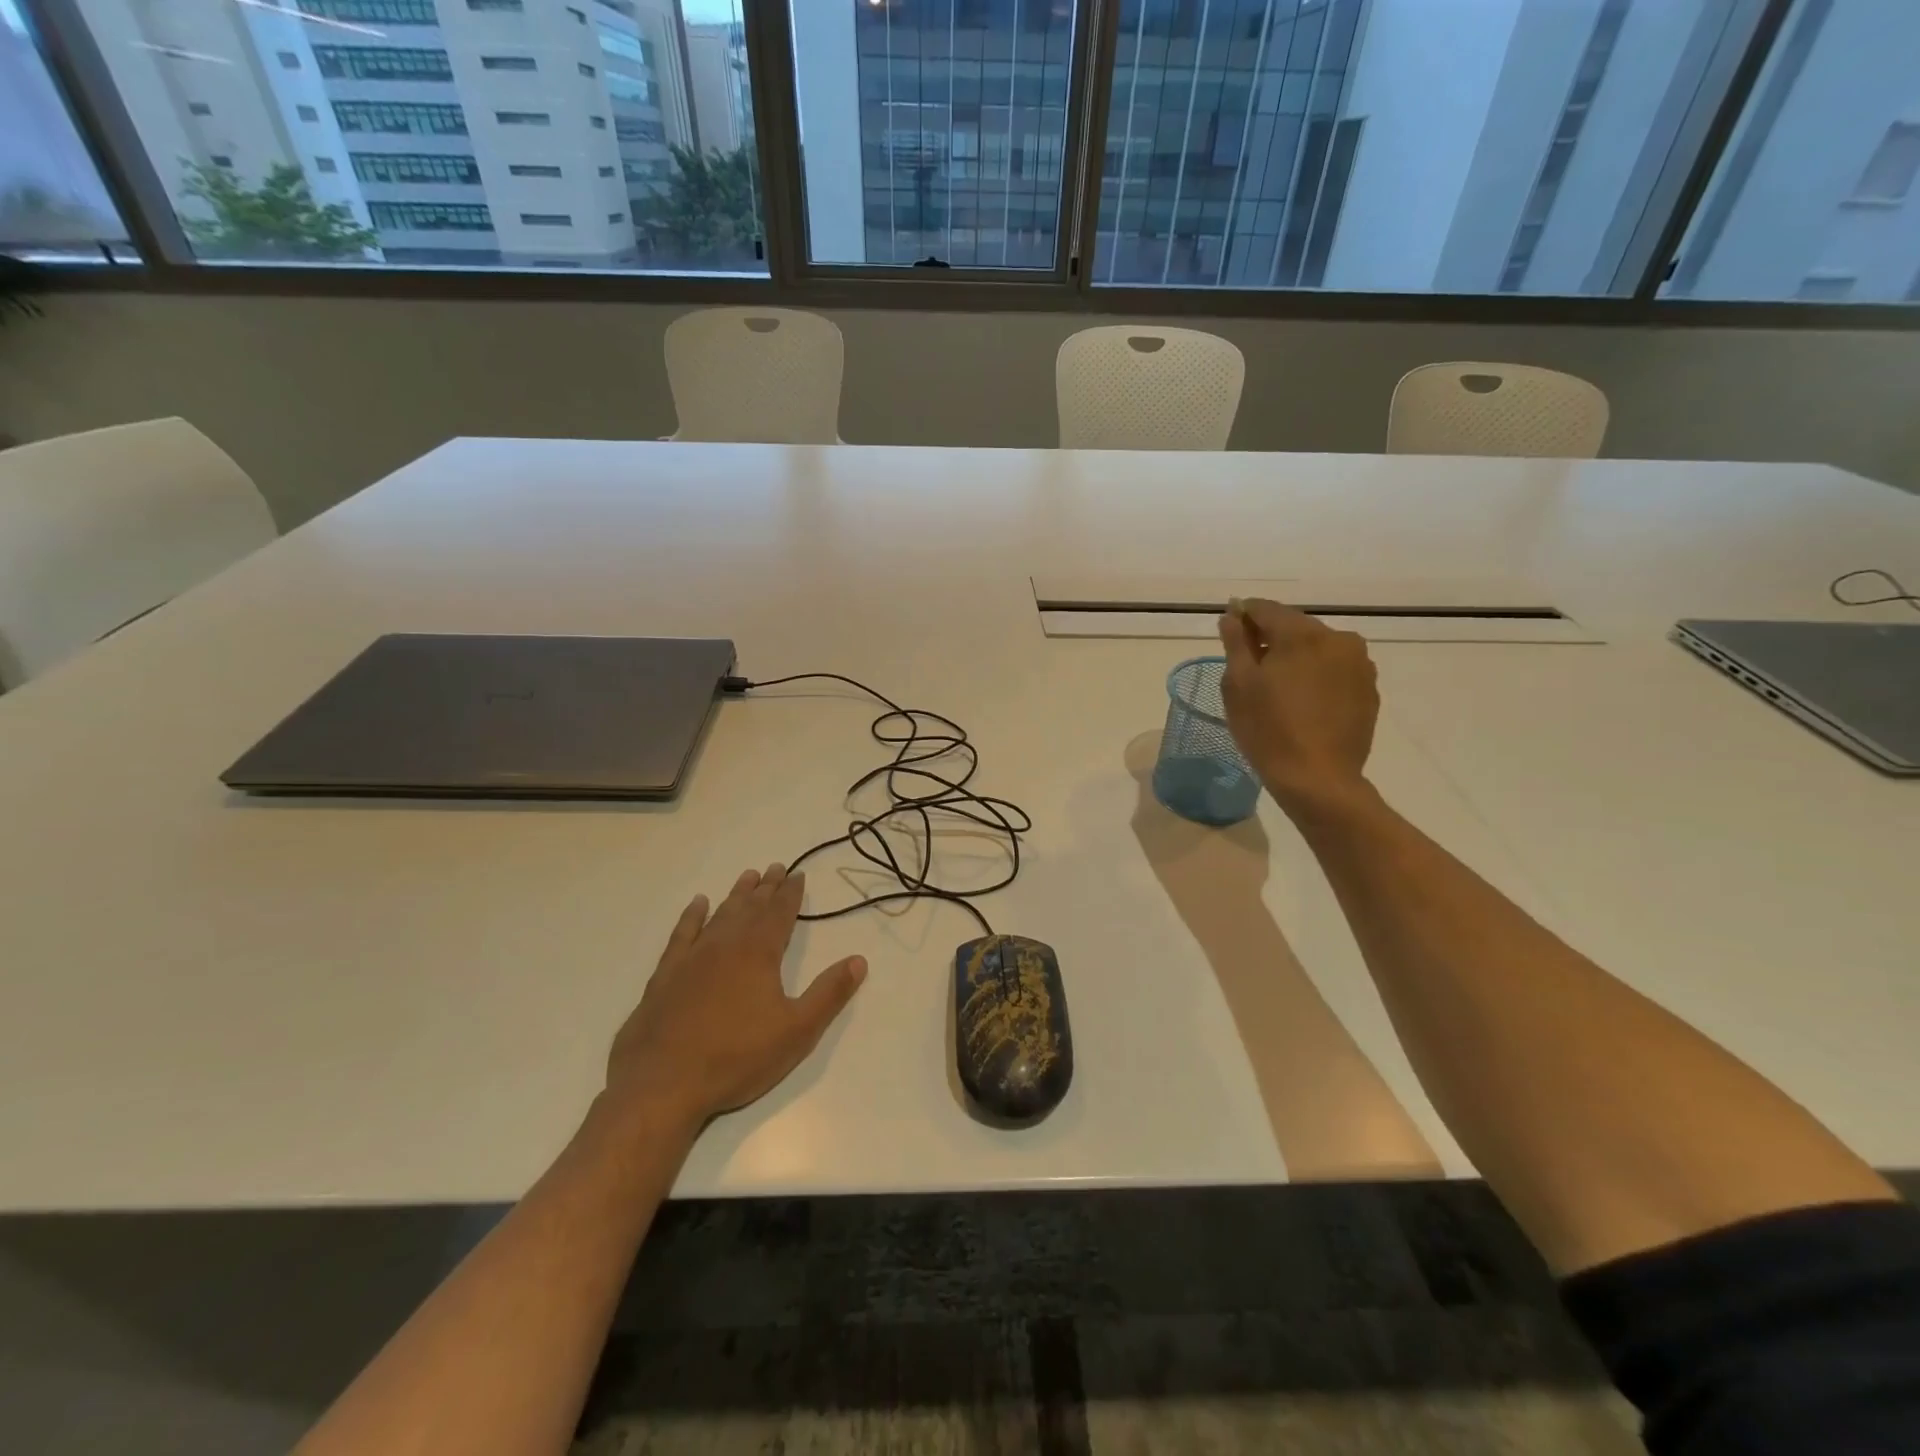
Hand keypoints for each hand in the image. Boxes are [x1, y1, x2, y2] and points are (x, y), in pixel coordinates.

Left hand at [605, 864, 866, 1127]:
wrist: (662, 1085)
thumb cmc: (736, 1058)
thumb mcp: (797, 1031)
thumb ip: (829, 993)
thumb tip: (859, 960)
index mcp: (759, 954)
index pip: (780, 913)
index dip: (791, 893)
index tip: (798, 874)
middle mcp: (726, 945)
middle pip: (751, 908)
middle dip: (767, 888)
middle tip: (776, 867)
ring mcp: (691, 958)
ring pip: (720, 914)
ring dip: (736, 895)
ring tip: (748, 876)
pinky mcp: (664, 975)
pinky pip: (682, 934)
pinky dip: (692, 916)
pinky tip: (698, 904)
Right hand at [1218, 599, 1378, 816]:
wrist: (1318, 779)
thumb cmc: (1268, 730)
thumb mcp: (1238, 685)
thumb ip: (1235, 642)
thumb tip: (1232, 615)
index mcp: (1302, 634)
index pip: (1265, 609)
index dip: (1242, 616)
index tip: (1229, 631)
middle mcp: (1337, 638)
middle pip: (1294, 626)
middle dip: (1270, 638)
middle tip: (1249, 666)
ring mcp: (1359, 664)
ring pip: (1317, 647)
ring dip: (1295, 656)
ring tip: (1277, 687)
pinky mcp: (1369, 688)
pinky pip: (1335, 669)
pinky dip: (1316, 674)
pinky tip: (1302, 701)